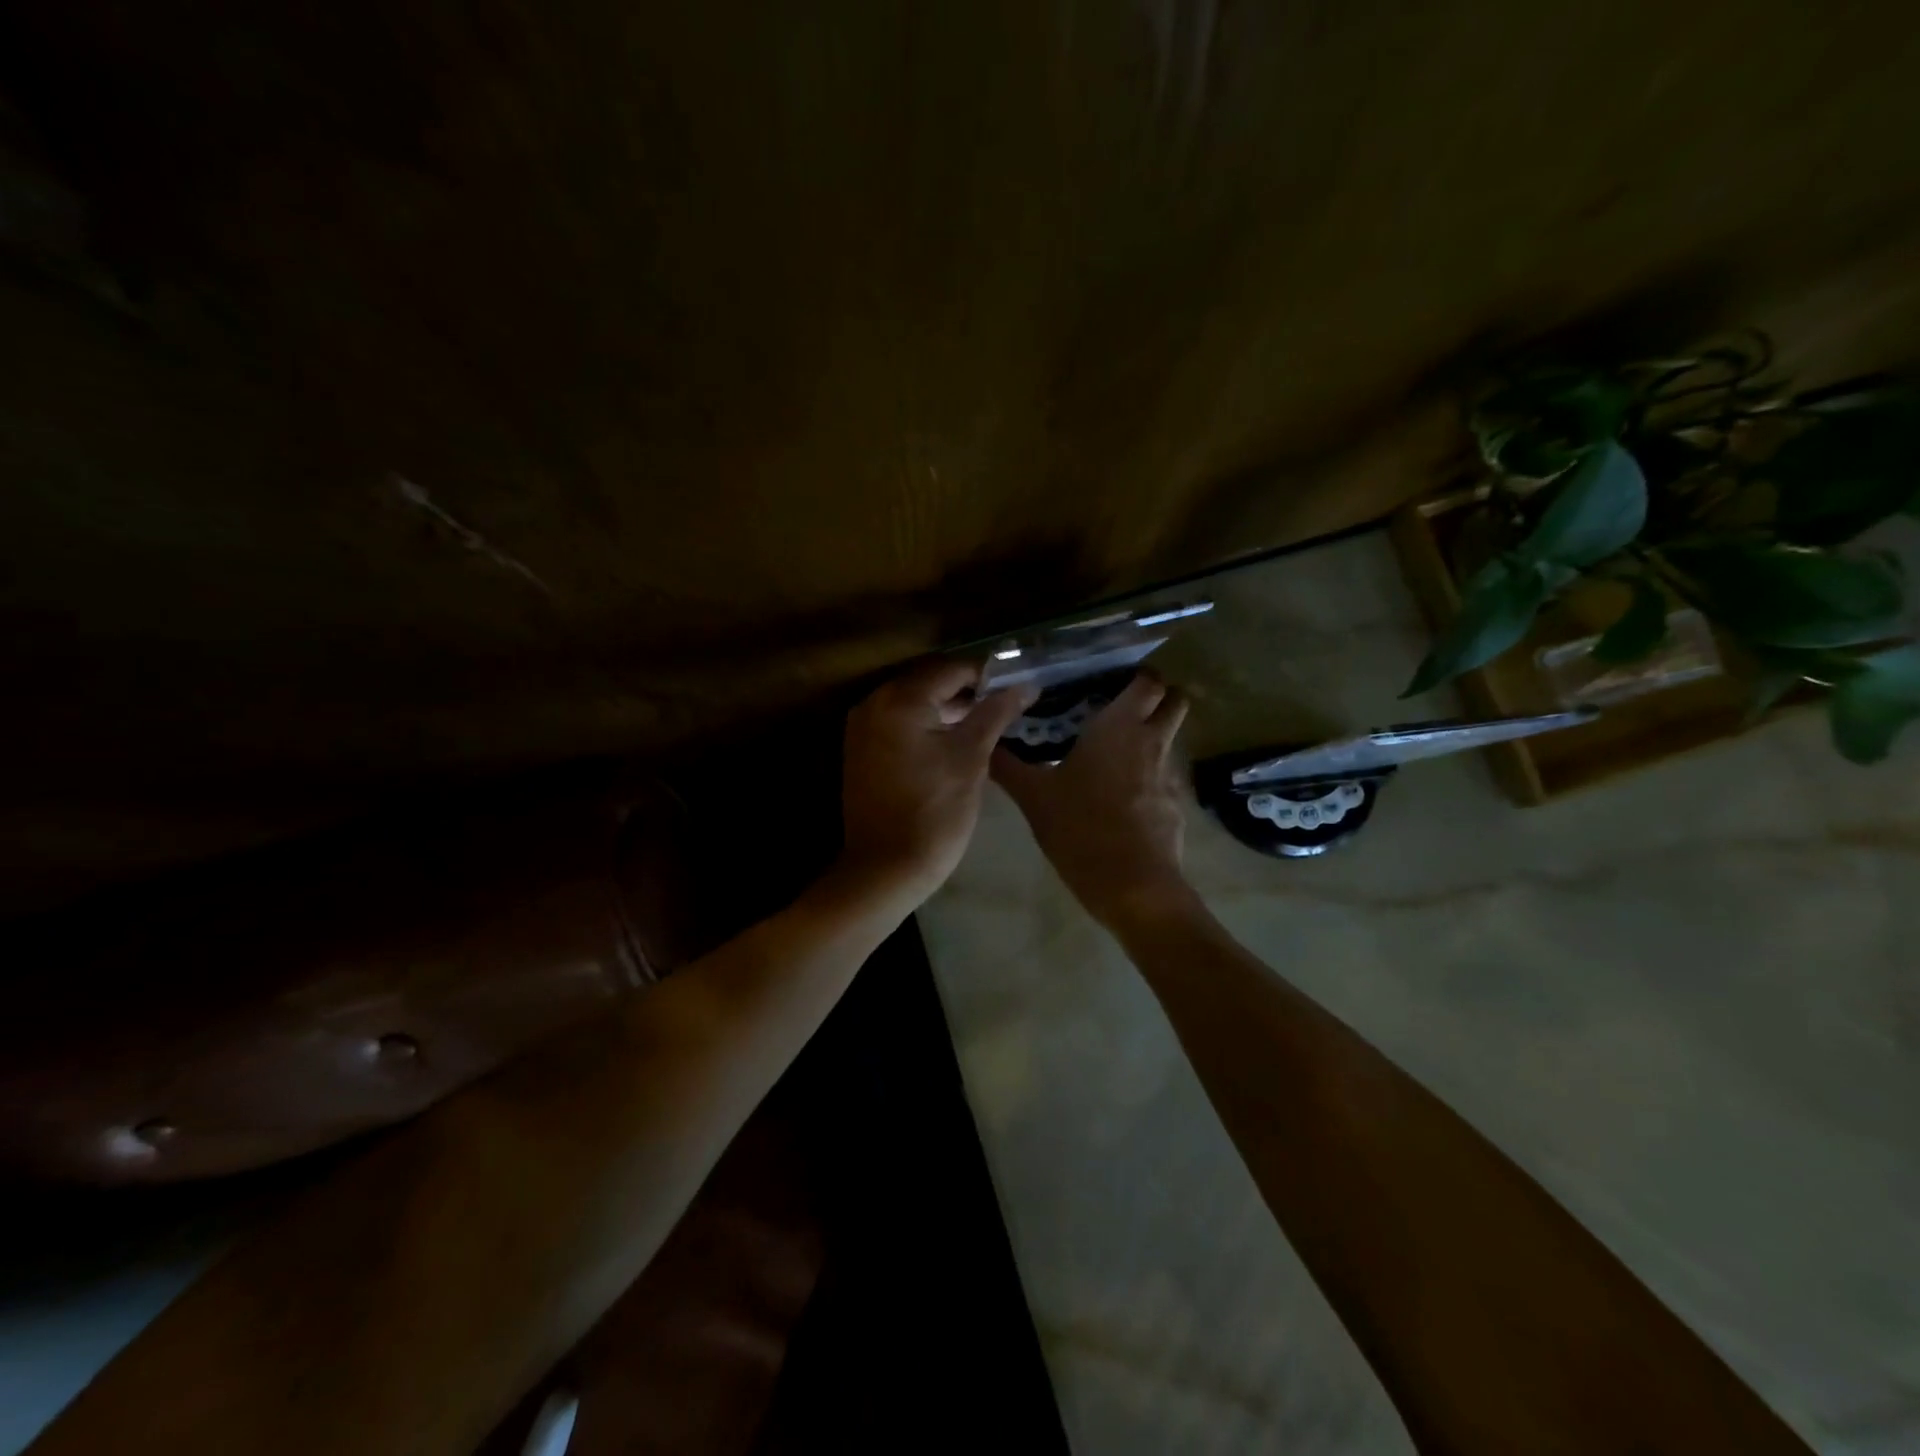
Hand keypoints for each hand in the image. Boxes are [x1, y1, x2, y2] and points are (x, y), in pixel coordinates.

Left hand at [839, 661, 1036, 909]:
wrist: (885, 870)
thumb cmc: (934, 812)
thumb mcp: (971, 758)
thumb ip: (995, 713)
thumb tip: (1024, 685)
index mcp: (900, 700)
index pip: (951, 669)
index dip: (988, 676)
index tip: (1017, 687)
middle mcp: (873, 704)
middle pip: (929, 683)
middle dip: (968, 693)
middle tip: (1006, 707)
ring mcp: (862, 728)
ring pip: (914, 705)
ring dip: (948, 710)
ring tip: (987, 725)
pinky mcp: (861, 752)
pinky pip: (899, 724)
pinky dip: (926, 727)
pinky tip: (954, 743)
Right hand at [991, 671, 1194, 926]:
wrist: (1133, 886)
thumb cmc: (1081, 829)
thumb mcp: (1034, 798)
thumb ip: (1009, 767)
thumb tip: (986, 745)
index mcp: (1120, 727)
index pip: (1148, 681)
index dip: (1138, 675)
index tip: (1113, 680)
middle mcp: (1152, 742)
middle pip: (1174, 702)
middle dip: (1157, 698)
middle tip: (1121, 708)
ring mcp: (1170, 775)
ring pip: (1170, 740)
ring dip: (1152, 738)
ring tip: (1115, 754)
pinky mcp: (1177, 806)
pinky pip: (1166, 777)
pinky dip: (1150, 776)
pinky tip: (1123, 797)